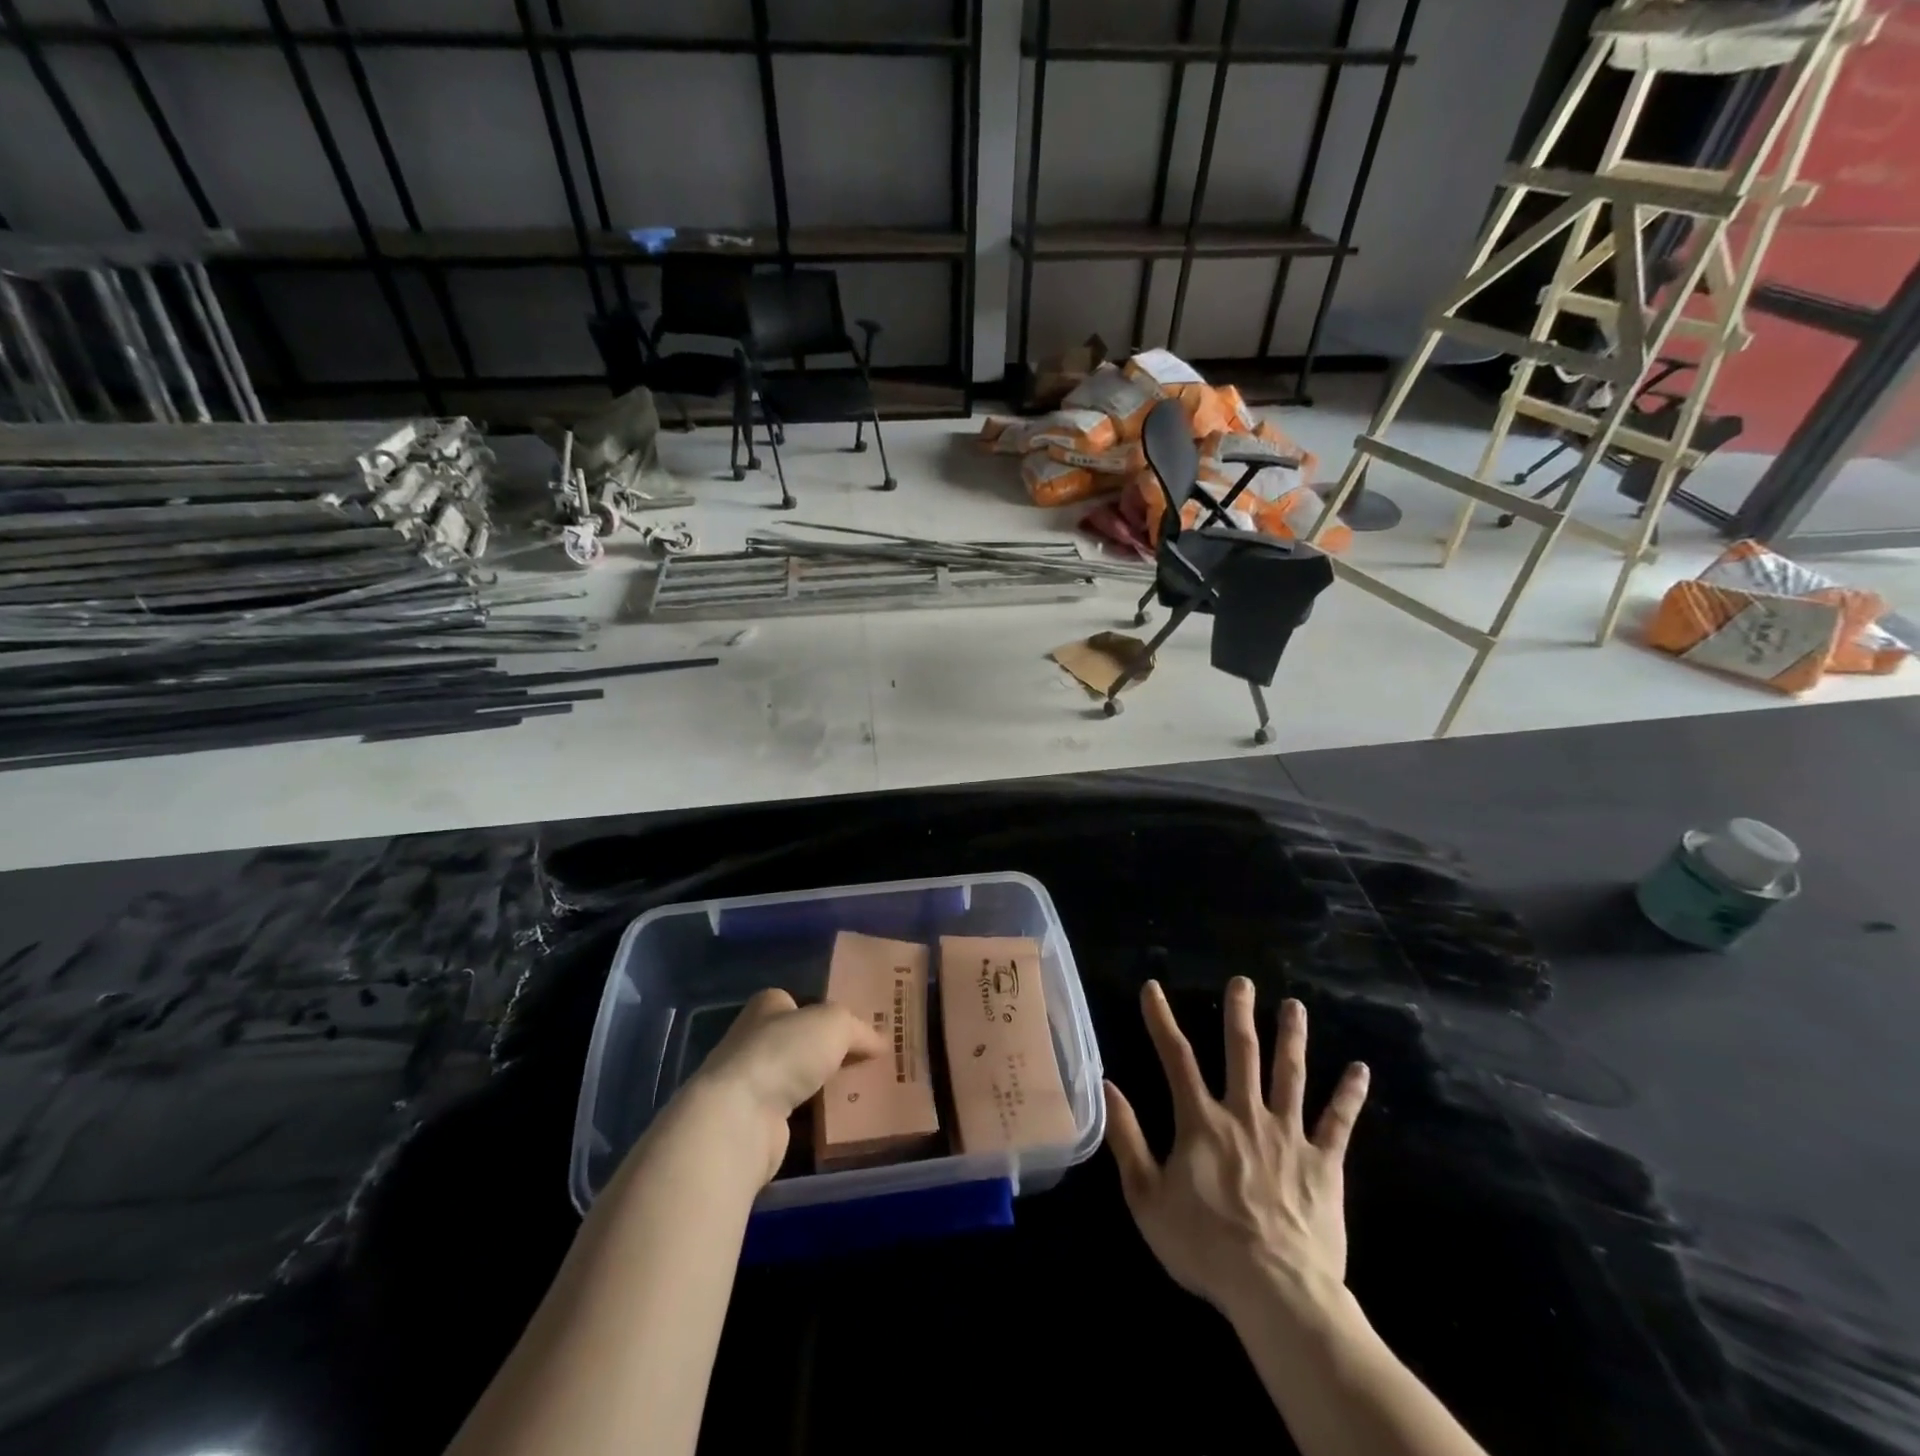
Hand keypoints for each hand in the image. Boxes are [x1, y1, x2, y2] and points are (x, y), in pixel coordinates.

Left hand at [681, 988, 883, 1184]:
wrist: (740, 1117)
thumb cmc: (785, 1052)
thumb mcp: (835, 1023)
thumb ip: (859, 1030)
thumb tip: (880, 1044)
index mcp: (767, 1007)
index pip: (798, 1003)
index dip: (825, 1012)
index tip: (855, 1028)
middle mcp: (754, 1040)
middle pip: (801, 1043)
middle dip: (830, 1053)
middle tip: (869, 1062)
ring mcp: (753, 1083)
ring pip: (800, 1081)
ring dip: (825, 1089)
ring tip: (865, 1094)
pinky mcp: (756, 1123)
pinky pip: (797, 1116)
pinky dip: (817, 1120)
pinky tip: (844, 1124)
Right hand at [1104, 979, 1368, 1323]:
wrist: (1276, 1291)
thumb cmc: (1204, 1246)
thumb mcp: (1147, 1197)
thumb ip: (1127, 1138)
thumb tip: (1107, 1086)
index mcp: (1201, 1121)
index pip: (1176, 1057)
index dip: (1161, 1019)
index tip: (1153, 987)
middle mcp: (1244, 1114)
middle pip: (1241, 1053)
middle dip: (1238, 1013)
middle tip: (1242, 981)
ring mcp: (1288, 1135)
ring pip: (1290, 1075)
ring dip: (1292, 1037)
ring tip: (1295, 1005)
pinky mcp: (1323, 1163)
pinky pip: (1339, 1123)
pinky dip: (1349, 1095)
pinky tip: (1360, 1069)